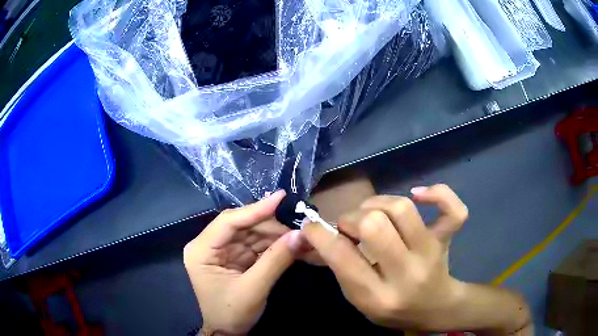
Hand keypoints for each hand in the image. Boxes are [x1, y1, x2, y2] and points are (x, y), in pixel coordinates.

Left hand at [184, 190, 305, 334]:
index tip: (280, 197)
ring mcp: (221, 251)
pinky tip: (288, 244)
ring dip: (274, 235)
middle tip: (297, 227)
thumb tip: (301, 235)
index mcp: (200, 250)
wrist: (227, 332)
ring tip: (297, 236)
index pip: (228, 221)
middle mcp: (208, 245)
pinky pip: (254, 246)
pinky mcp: (233, 258)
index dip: (255, 209)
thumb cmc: (231, 313)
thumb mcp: (253, 289)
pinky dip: (272, 245)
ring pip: (250, 234)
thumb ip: (276, 260)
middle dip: (270, 226)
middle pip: (241, 225)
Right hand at [302, 184, 468, 330]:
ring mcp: (430, 252)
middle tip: (349, 228)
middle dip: (351, 219)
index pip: (342, 257)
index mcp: (378, 295)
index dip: (319, 235)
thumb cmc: (392, 309)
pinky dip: (438, 194)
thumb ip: (339, 268)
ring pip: (402, 209)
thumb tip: (316, 234)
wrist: (433, 308)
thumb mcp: (359, 300)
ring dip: (377, 204)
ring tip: (371, 214)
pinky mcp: (445, 239)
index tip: (310, 226)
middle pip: (374, 225)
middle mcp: (406, 273)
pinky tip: (418, 194)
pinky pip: (453, 210)